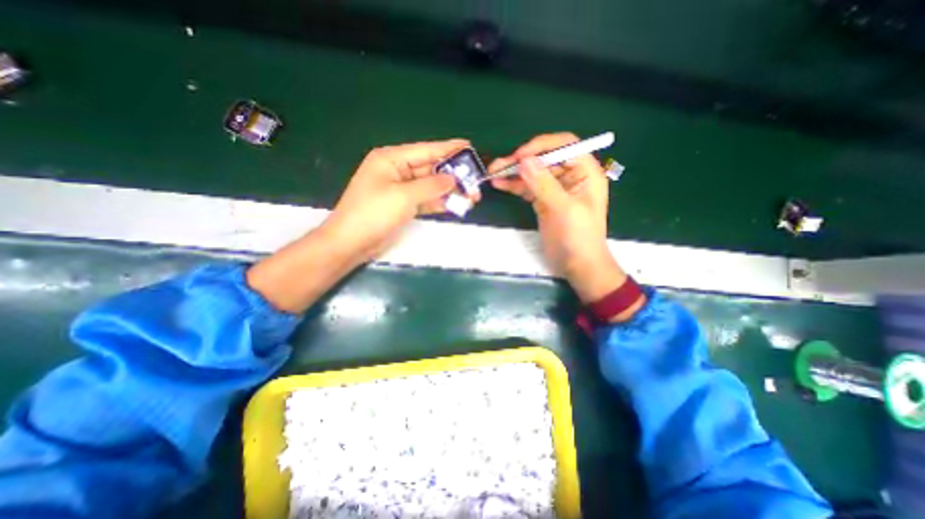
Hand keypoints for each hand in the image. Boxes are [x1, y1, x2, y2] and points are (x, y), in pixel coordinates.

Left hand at [249, 138, 472, 311]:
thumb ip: (431, 186)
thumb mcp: (403, 196)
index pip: (426, 150)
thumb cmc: (373, 213)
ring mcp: (400, 189)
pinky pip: (426, 200)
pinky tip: (456, 204)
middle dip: (453, 175)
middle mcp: (397, 170)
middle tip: (475, 182)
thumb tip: (453, 179)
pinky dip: (439, 202)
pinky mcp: (403, 205)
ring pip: (430, 186)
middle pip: (430, 169)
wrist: (351, 242)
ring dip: (449, 191)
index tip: (469, 147)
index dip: (448, 149)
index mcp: (391, 159)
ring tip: (471, 196)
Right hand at [492, 132, 635, 308]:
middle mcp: (570, 175)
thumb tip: (524, 160)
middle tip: (499, 165)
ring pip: (533, 172)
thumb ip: (544, 184)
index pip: (564, 145)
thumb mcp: (564, 209)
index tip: (520, 157)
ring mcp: (555, 189)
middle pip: (544, 158)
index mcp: (585, 171)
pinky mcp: (543, 201)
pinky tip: (499, 184)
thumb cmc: (578, 238)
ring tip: (493, 173)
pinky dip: (514, 185)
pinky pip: (527, 187)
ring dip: (514, 171)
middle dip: (522, 159)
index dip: (541, 146)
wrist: (577, 265)